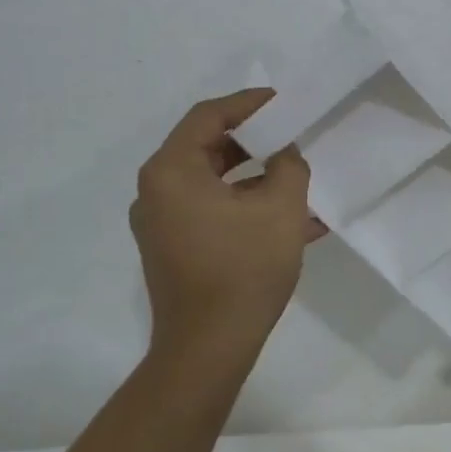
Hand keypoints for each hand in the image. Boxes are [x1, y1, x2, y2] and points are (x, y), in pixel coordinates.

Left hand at [130, 90, 324, 364]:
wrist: (208, 349)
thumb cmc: (243, 269)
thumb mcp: (281, 208)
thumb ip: (289, 165)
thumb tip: (285, 152)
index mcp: (171, 171)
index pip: (208, 116)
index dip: (248, 104)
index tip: (282, 102)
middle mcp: (155, 191)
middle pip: (206, 147)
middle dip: (253, 140)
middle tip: (289, 134)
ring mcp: (160, 223)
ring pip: (211, 182)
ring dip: (253, 176)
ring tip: (294, 175)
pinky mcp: (171, 249)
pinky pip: (209, 211)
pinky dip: (243, 206)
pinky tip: (287, 219)